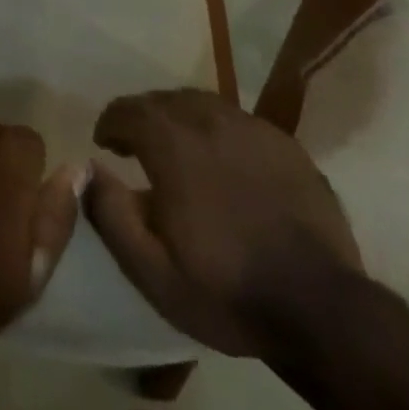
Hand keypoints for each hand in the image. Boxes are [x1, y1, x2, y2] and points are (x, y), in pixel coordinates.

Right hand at [84, 90, 361, 359]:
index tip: (105, 144)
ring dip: (179, 118)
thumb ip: (109, 213)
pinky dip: (217, 131)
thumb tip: (86, 168)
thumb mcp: (151, 270)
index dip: (110, 122)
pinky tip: (223, 163)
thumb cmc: (226, 290)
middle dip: (143, 117)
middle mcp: (210, 120)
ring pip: (202, 103)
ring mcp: (253, 128)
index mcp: (173, 144)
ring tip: (177, 149)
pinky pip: (238, 121)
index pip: (128, 109)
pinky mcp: (285, 144)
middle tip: (136, 146)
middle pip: (164, 99)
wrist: (322, 310)